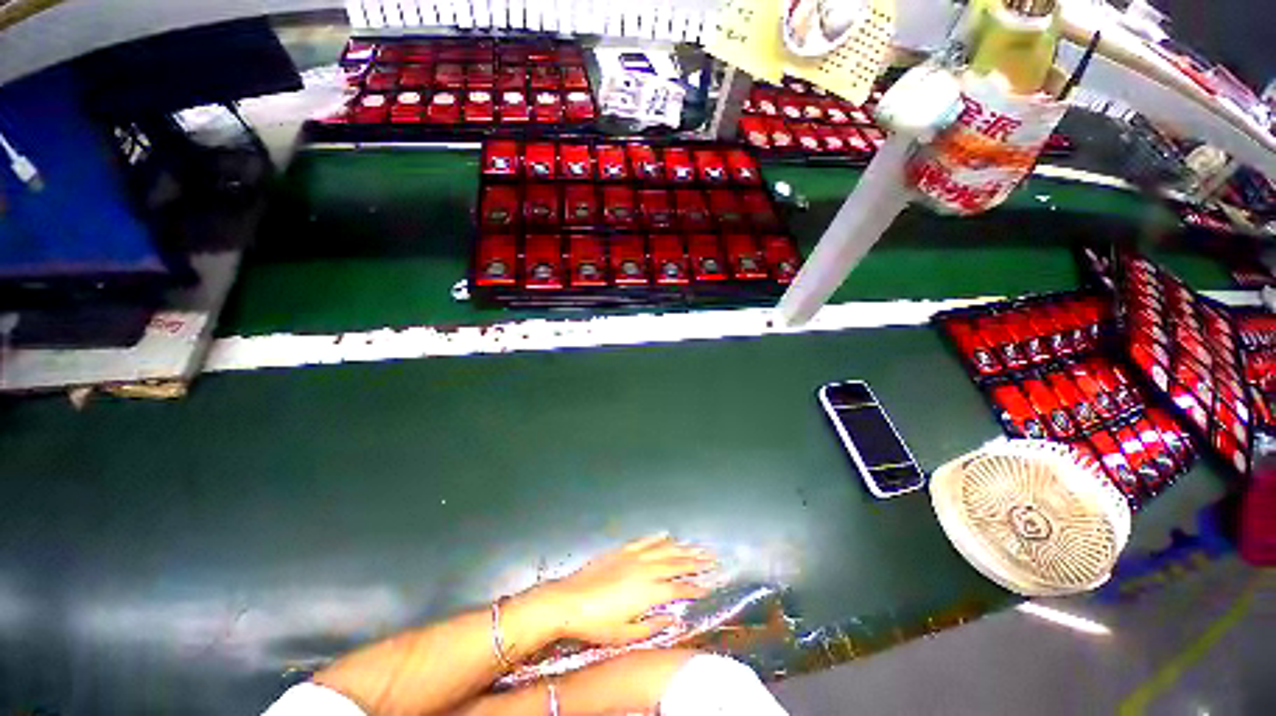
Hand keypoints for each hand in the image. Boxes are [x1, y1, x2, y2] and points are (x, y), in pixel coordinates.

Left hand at [526, 535, 716, 645]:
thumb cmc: (597, 623)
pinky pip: (644, 541)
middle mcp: (646, 569)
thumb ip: (653, 625)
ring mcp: (634, 556)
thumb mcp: (626, 635)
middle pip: (677, 563)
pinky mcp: (622, 550)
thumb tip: (674, 619)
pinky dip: (657, 537)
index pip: (679, 588)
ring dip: (682, 547)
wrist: (569, 601)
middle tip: (713, 558)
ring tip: (697, 546)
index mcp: (649, 592)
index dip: (695, 587)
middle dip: (696, 561)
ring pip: (664, 549)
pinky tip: (666, 534)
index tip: (709, 585)